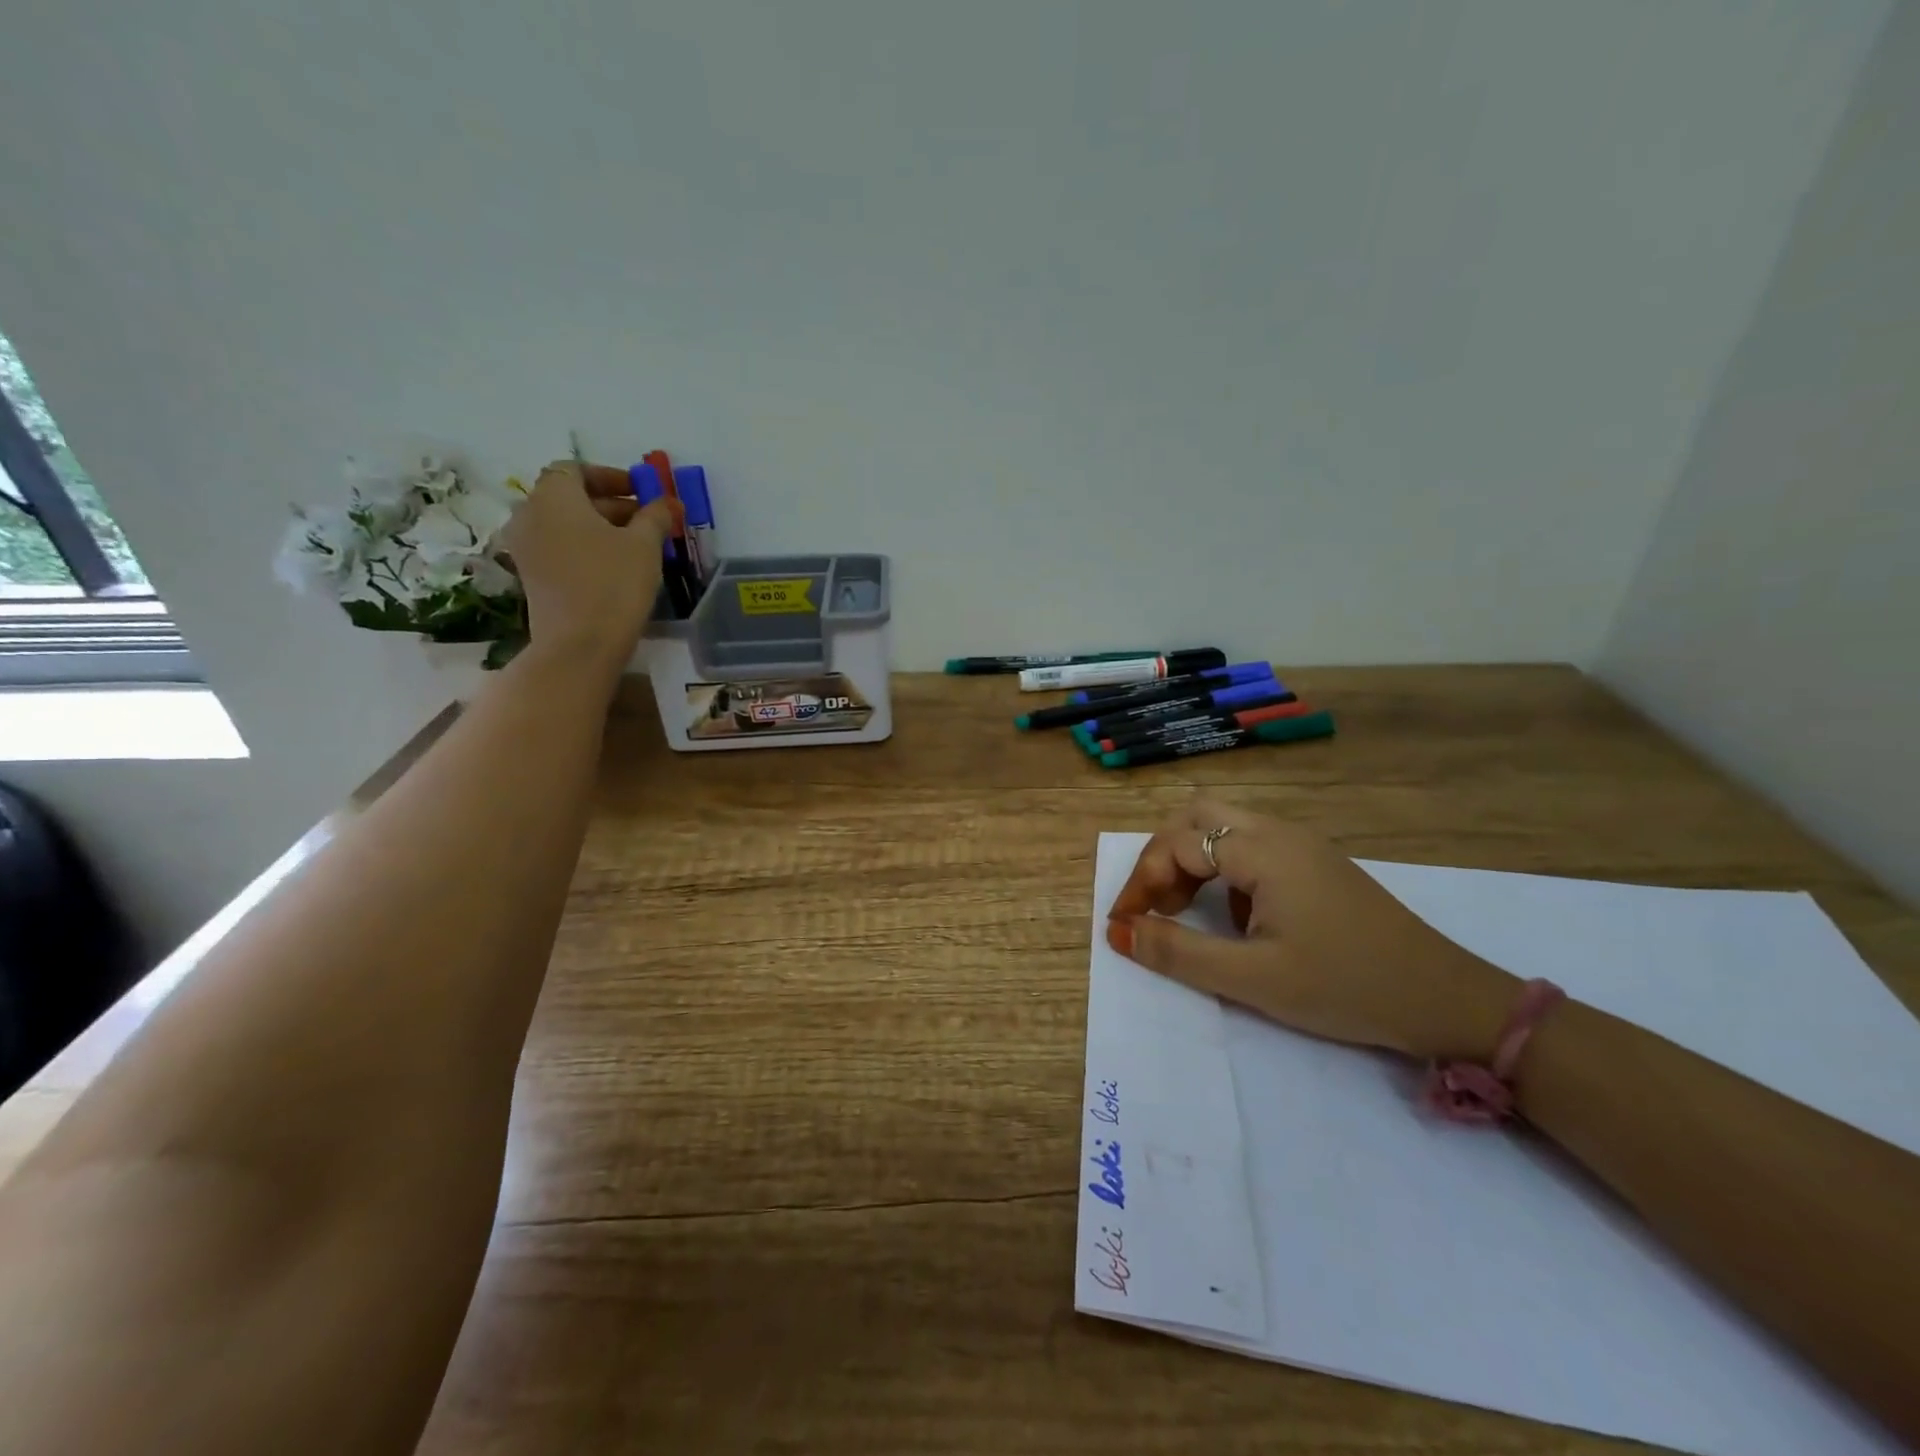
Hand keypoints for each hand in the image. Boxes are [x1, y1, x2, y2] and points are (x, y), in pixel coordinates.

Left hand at [503, 461, 682, 666]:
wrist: (579, 645)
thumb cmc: (614, 584)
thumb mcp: (645, 545)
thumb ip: (655, 516)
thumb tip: (667, 501)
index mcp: (553, 496)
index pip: (575, 469)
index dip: (610, 476)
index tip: (642, 492)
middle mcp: (530, 514)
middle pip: (570, 497)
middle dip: (610, 504)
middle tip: (648, 520)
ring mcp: (525, 547)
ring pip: (564, 524)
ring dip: (599, 527)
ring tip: (636, 545)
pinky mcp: (531, 576)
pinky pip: (559, 548)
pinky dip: (585, 548)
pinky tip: (615, 567)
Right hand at [1106, 796, 1520, 1060]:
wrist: (1447, 1000)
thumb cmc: (1346, 986)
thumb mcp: (1253, 978)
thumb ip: (1179, 953)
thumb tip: (1119, 933)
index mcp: (1263, 850)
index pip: (1177, 844)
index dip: (1141, 882)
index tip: (1124, 925)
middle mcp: (1280, 833)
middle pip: (1198, 815)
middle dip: (1163, 854)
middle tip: (1156, 904)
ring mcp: (1303, 845)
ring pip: (1225, 826)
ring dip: (1193, 859)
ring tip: (1186, 910)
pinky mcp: (1318, 863)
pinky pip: (1252, 845)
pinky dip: (1224, 869)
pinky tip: (1239, 918)